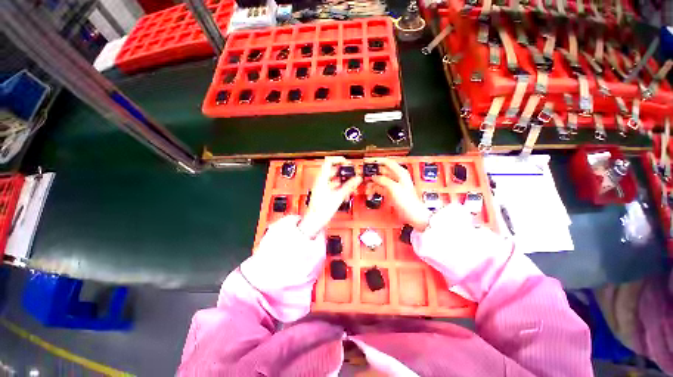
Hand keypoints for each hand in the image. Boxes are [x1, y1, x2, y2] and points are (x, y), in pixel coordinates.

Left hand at [298, 156, 362, 237]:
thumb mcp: (338, 197)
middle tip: (352, 172)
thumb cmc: (321, 210)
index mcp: (322, 179)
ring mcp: (322, 187)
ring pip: (334, 178)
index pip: (329, 161)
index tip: (348, 163)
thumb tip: (357, 178)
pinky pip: (333, 185)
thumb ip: (349, 186)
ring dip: (343, 178)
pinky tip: (346, 190)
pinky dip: (340, 185)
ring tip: (351, 181)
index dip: (339, 160)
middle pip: (332, 169)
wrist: (314, 222)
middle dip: (343, 170)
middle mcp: (321, 181)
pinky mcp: (324, 193)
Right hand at [366, 157, 431, 230]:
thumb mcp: (394, 188)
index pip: (387, 162)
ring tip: (366, 185)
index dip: (376, 160)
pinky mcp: (390, 192)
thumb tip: (374, 177)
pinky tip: (370, 191)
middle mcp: (397, 177)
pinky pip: (380, 187)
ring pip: (379, 179)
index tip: (367, 161)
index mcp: (400, 173)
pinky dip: (374, 188)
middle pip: (382, 171)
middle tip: (364, 174)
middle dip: (372, 173)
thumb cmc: (408, 202)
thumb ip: (383, 180)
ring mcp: (393, 185)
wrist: (413, 214)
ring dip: (372, 182)